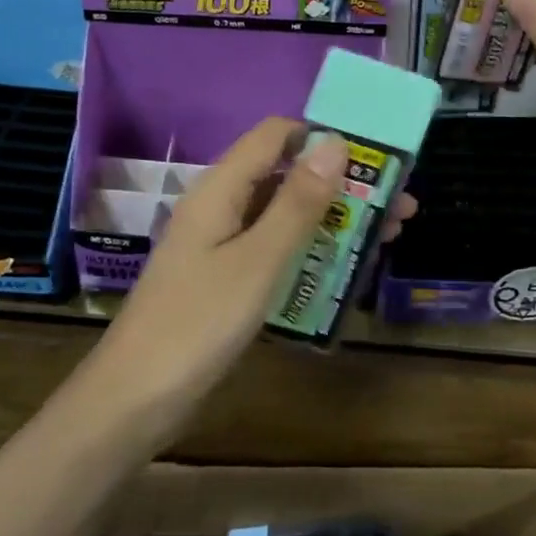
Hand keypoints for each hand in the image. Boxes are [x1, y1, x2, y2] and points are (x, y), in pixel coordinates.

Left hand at [105, 118, 415, 397]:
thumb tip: (335, 143)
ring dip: (334, 220)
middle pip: (286, 175)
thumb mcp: (258, 260)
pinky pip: (275, 248)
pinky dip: (312, 250)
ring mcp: (222, 244)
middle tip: (400, 206)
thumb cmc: (198, 323)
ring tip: (389, 235)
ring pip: (285, 214)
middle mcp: (221, 206)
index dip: (324, 136)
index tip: (376, 157)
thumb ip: (297, 202)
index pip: (276, 135)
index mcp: (221, 189)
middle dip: (343, 185)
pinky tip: (347, 269)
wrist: (135, 399)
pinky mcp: (226, 278)